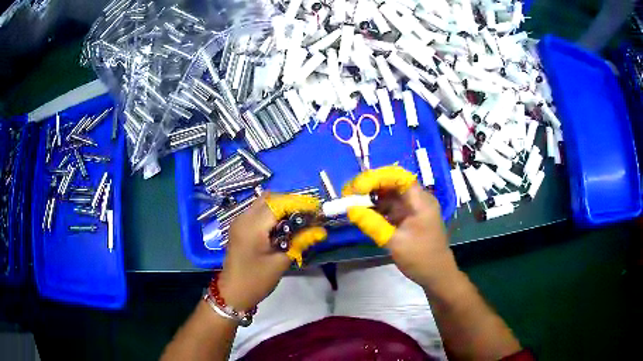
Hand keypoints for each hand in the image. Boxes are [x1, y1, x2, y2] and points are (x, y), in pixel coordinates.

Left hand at [218, 193, 326, 309]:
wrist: (233, 293)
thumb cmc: (256, 280)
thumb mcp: (281, 262)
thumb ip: (300, 242)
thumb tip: (320, 230)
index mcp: (253, 226)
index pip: (279, 204)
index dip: (299, 203)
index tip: (316, 209)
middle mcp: (244, 217)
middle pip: (270, 198)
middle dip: (290, 203)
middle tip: (308, 215)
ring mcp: (239, 221)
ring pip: (263, 202)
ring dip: (281, 207)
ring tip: (298, 219)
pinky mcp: (239, 226)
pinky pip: (257, 211)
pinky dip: (271, 213)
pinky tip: (282, 225)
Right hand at [343, 166, 456, 285]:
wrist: (437, 275)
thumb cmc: (421, 258)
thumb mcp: (396, 243)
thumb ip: (373, 225)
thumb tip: (350, 210)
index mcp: (420, 201)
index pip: (398, 177)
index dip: (376, 177)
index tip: (357, 188)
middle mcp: (417, 199)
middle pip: (392, 183)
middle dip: (369, 185)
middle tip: (348, 193)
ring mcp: (412, 208)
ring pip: (389, 195)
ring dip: (370, 197)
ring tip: (350, 201)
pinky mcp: (407, 218)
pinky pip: (389, 207)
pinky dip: (375, 209)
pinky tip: (361, 212)